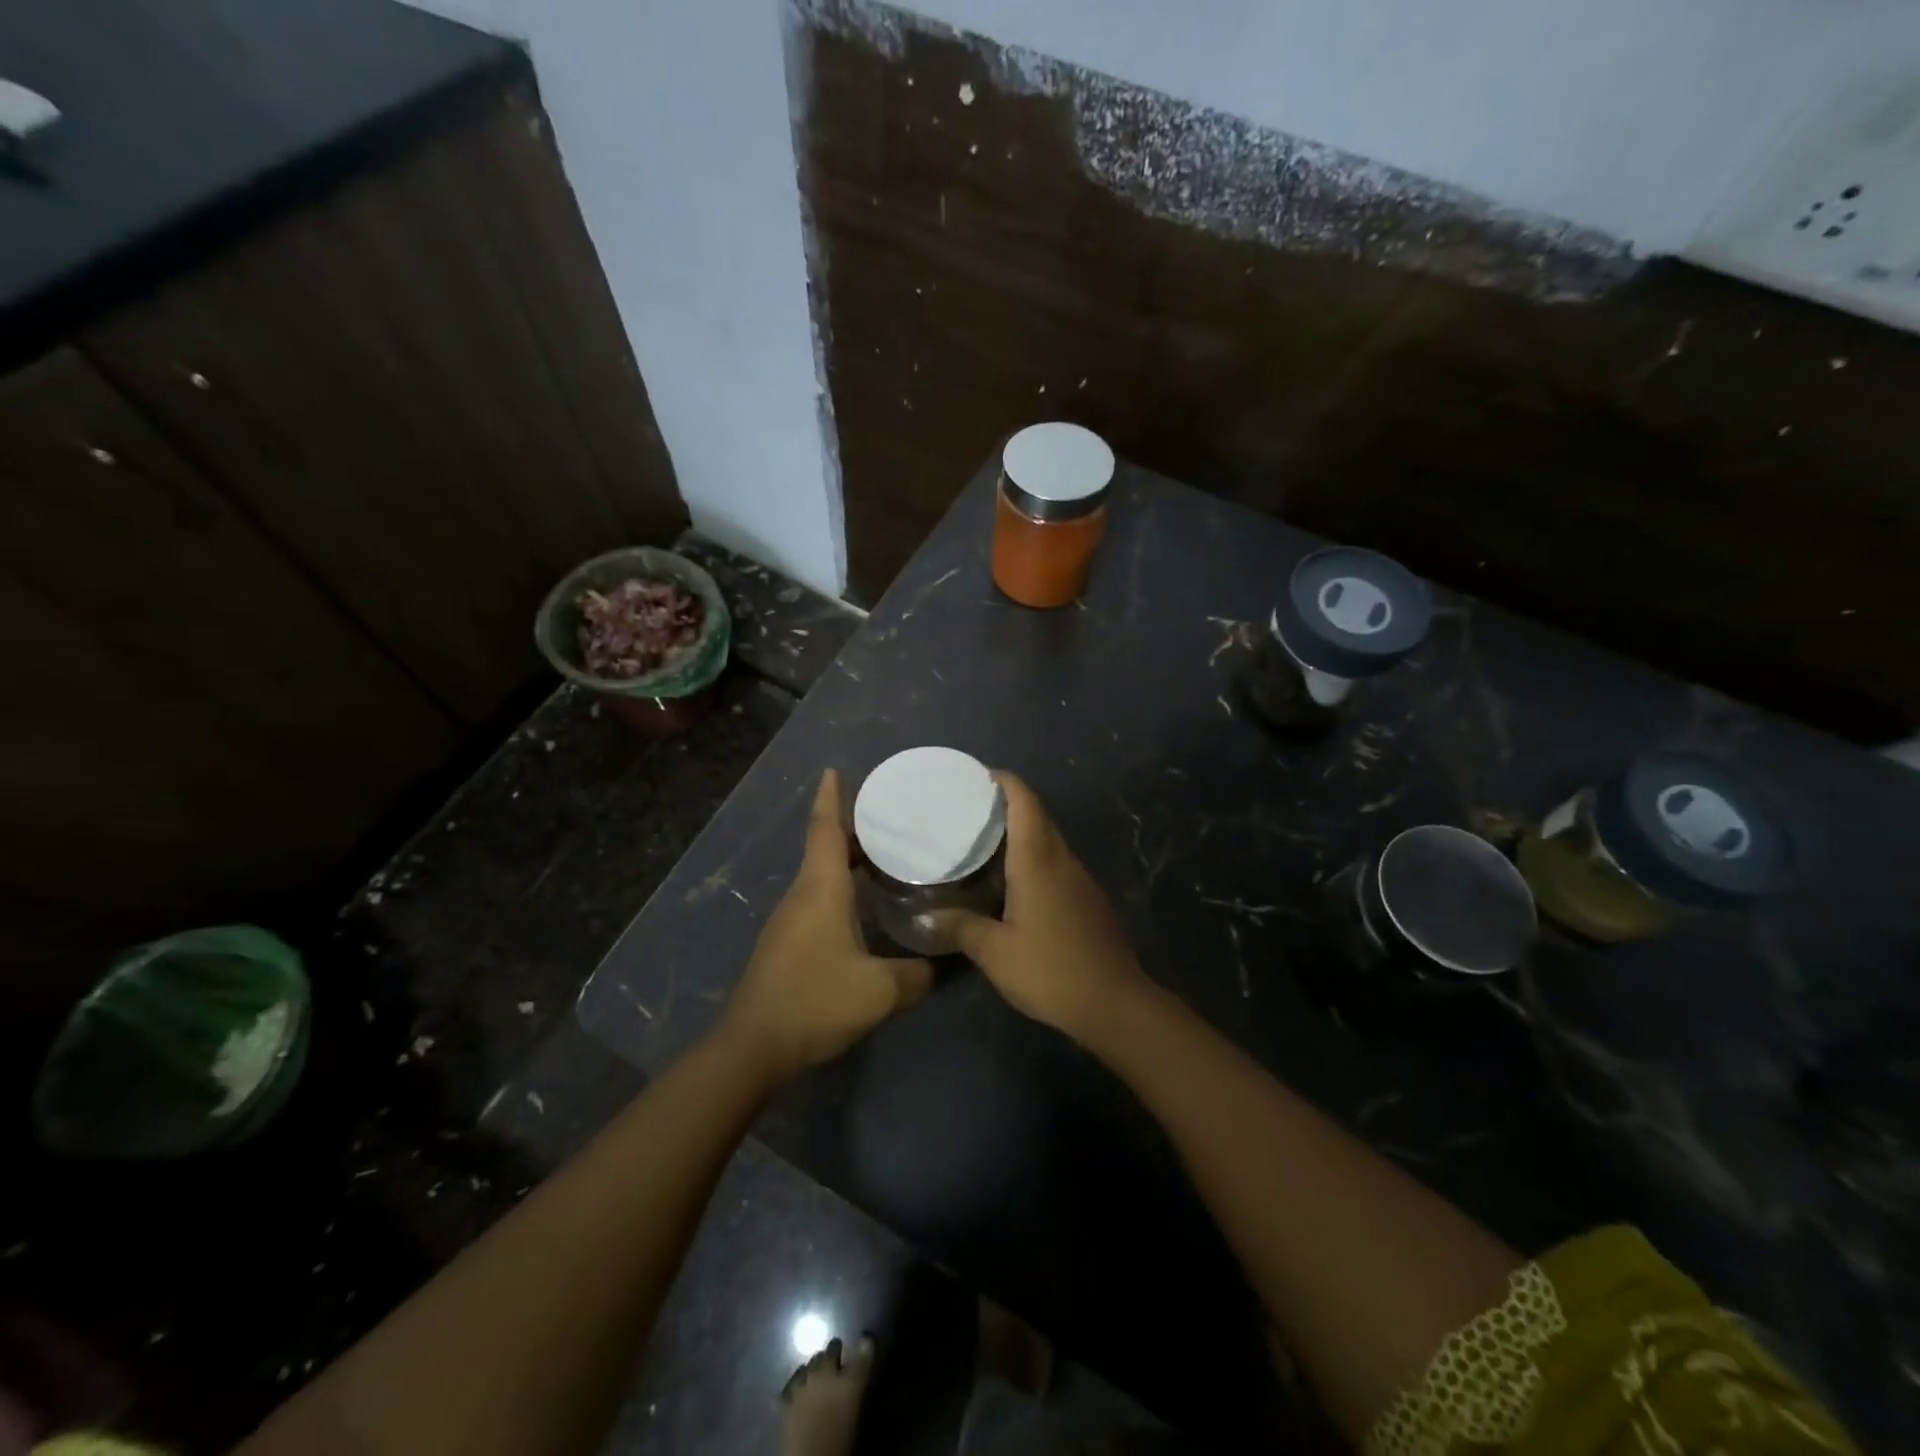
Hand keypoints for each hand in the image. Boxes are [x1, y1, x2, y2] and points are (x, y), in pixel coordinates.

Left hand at [718, 770, 933, 1083]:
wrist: (754, 1046)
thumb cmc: (815, 1001)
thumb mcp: (880, 991)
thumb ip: (917, 975)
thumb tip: (941, 964)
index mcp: (820, 889)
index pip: (825, 829)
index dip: (831, 797)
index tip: (835, 769)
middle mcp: (802, 894)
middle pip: (825, 846)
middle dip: (852, 827)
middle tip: (889, 817)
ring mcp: (790, 919)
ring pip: (820, 873)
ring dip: (847, 858)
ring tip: (885, 854)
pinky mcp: (787, 941)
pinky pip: (816, 897)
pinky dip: (840, 885)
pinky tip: (863, 903)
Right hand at [937, 772, 1152, 1042]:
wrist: (1115, 1004)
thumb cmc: (1052, 970)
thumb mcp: (995, 953)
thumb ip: (960, 928)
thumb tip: (926, 915)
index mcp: (1038, 860)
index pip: (1024, 801)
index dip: (1003, 781)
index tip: (975, 775)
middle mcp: (1061, 860)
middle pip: (1037, 815)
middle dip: (1006, 802)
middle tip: (968, 807)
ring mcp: (1079, 879)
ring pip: (1048, 838)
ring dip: (1020, 829)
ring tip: (981, 839)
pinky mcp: (1086, 898)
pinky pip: (1055, 861)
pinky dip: (1032, 855)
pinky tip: (1010, 879)